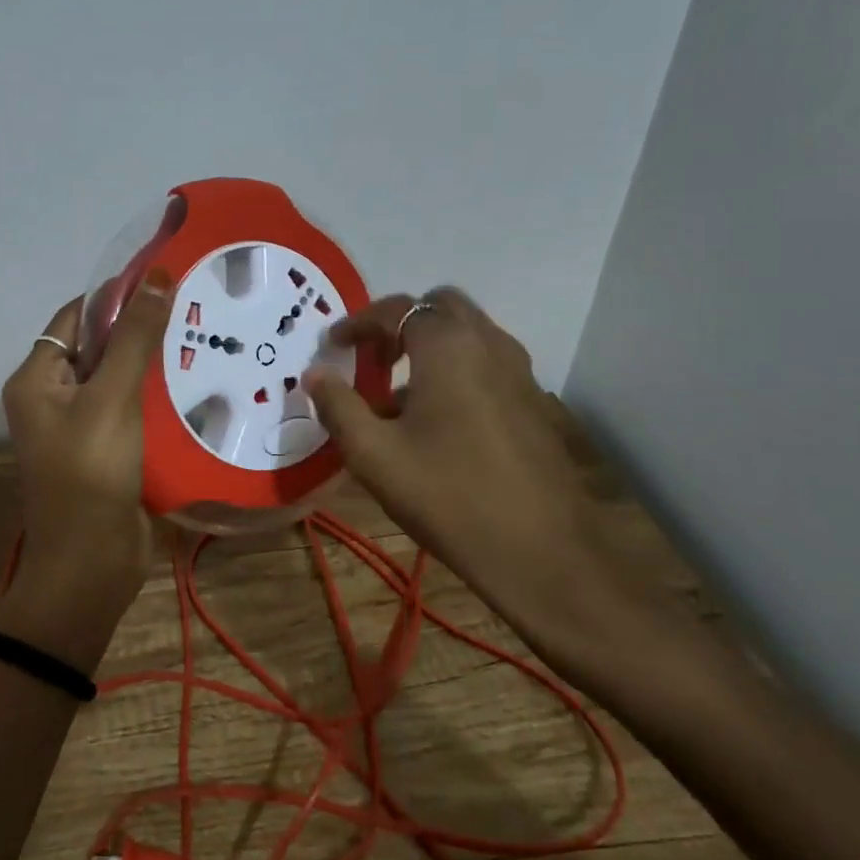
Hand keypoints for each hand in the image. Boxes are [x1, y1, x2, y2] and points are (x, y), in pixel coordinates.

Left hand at [0, 271, 173, 671]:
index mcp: (38, 378)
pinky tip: (195, 381)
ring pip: (118, 378)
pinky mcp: (107, 450)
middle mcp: (53, 397)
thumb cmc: (91, 473)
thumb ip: (134, 337)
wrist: (90, 566)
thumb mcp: (112, 397)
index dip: (116, 295)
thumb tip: (155, 275)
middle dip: (139, 328)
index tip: (164, 278)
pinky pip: (130, 409)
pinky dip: (156, 395)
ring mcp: (80, 426)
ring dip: (151, 361)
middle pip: (97, 346)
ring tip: (201, 336)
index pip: (76, 317)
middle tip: (192, 306)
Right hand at [305, 289, 641, 657]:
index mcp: (447, 347)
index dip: (358, 322)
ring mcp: (519, 372)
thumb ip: (338, 406)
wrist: (543, 553)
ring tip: (399, 394)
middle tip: (373, 358)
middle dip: (401, 323)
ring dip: (431, 346)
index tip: (333, 345)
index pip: (396, 309)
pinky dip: (458, 368)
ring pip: (469, 334)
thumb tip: (315, 374)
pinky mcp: (534, 402)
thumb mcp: (374, 455)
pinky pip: (488, 362)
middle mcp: (488, 344)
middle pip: (440, 307)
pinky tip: (439, 421)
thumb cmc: (448, 496)